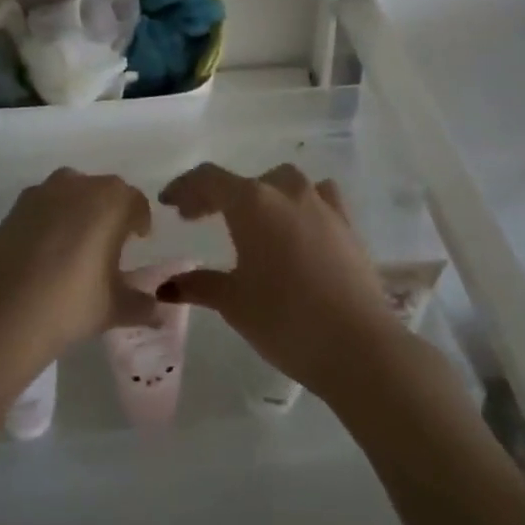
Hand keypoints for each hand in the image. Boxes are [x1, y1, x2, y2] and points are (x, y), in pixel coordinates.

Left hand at [0, 168, 158, 364]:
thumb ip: (142, 304)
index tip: (139, 240)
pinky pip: (44, 206)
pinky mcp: (15, 207)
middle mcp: (78, 185)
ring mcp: (42, 192)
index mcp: (112, 200)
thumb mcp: (114, 308)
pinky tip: (46, 252)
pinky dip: (51, 220)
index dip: (140, 221)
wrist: (1, 312)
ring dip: (79, 212)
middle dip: (111, 213)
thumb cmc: (70, 303)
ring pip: (71, 194)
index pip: (135, 202)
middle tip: (110, 246)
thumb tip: (158, 310)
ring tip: (76, 247)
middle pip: (104, 192)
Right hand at [157, 163, 400, 398]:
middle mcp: (286, 192)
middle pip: (245, 181)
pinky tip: (298, 227)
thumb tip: (166, 286)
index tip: (169, 203)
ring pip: (284, 183)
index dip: (184, 187)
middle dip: (218, 195)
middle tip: (200, 218)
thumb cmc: (285, 319)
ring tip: (251, 221)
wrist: (358, 345)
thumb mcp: (234, 303)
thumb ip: (199, 285)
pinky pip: (319, 198)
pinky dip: (300, 205)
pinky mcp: (347, 225)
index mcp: (252, 203)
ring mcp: (322, 205)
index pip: (209, 179)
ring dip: (262, 195)